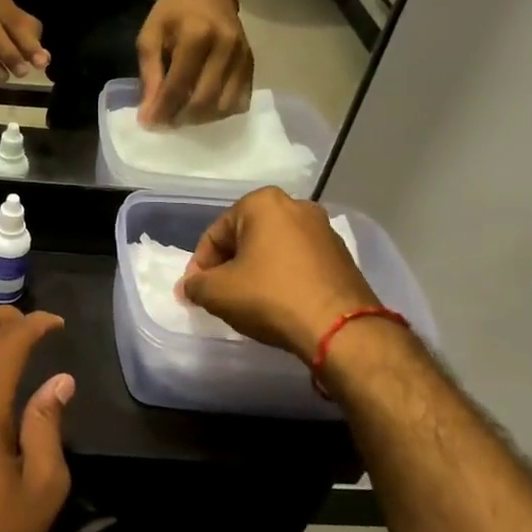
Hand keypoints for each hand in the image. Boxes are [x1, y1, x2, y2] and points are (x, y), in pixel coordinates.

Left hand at [136, 0, 252, 124]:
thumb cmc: (174, 10)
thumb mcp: (150, 35)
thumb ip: (149, 74)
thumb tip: (148, 114)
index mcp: (196, 35)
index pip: (179, 85)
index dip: (162, 110)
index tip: (149, 123)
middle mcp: (225, 47)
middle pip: (204, 101)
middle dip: (180, 118)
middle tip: (165, 122)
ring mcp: (242, 56)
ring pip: (224, 106)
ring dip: (200, 119)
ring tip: (182, 115)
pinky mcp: (252, 63)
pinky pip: (240, 101)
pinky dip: (220, 112)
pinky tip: (203, 108)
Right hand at [180, 187, 380, 360]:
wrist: (341, 329)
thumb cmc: (271, 297)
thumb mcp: (218, 293)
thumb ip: (195, 285)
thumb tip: (190, 286)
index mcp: (262, 203)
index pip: (215, 234)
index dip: (200, 266)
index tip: (196, 293)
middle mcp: (296, 205)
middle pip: (245, 238)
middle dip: (229, 266)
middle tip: (220, 296)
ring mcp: (323, 229)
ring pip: (273, 249)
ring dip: (256, 271)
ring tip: (248, 302)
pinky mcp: (341, 255)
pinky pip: (298, 261)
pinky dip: (282, 277)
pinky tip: (278, 303)